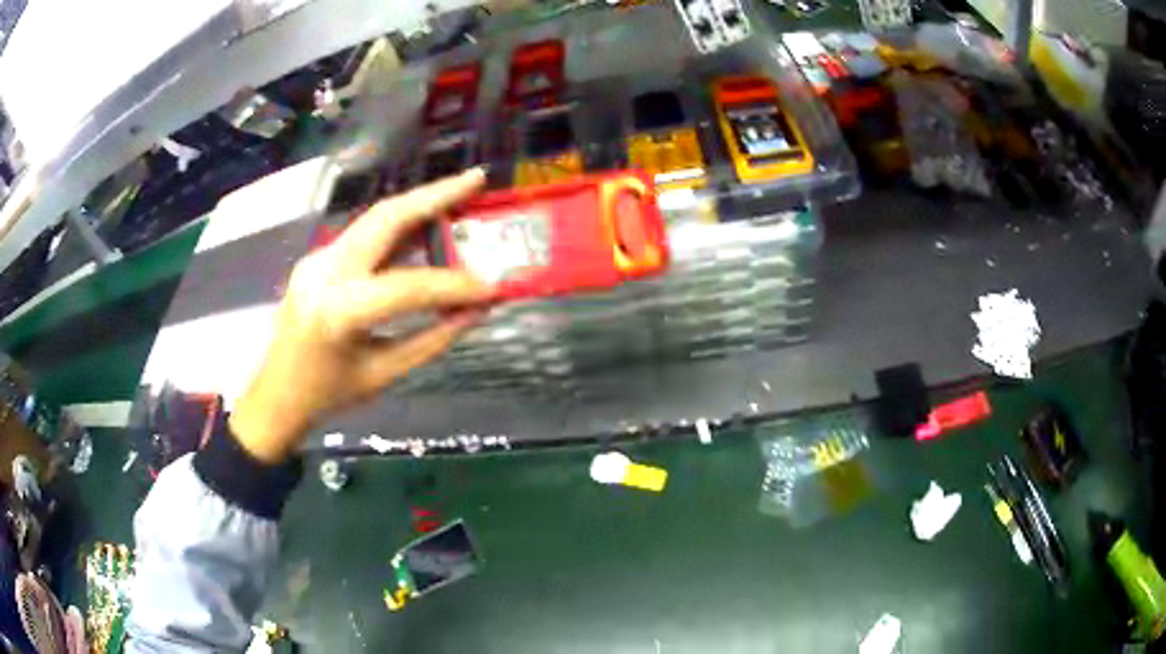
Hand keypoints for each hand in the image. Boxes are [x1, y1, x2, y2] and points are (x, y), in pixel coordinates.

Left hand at [230, 168, 492, 462]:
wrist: (276, 394)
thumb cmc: (328, 393)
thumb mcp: (384, 373)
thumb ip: (434, 339)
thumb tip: (477, 310)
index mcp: (339, 311)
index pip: (409, 286)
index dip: (455, 285)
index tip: (491, 287)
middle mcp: (325, 272)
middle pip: (386, 218)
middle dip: (435, 195)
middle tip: (476, 179)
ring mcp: (317, 259)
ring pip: (374, 218)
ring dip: (418, 204)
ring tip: (459, 193)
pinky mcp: (317, 258)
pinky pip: (364, 235)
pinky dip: (399, 227)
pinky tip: (424, 227)